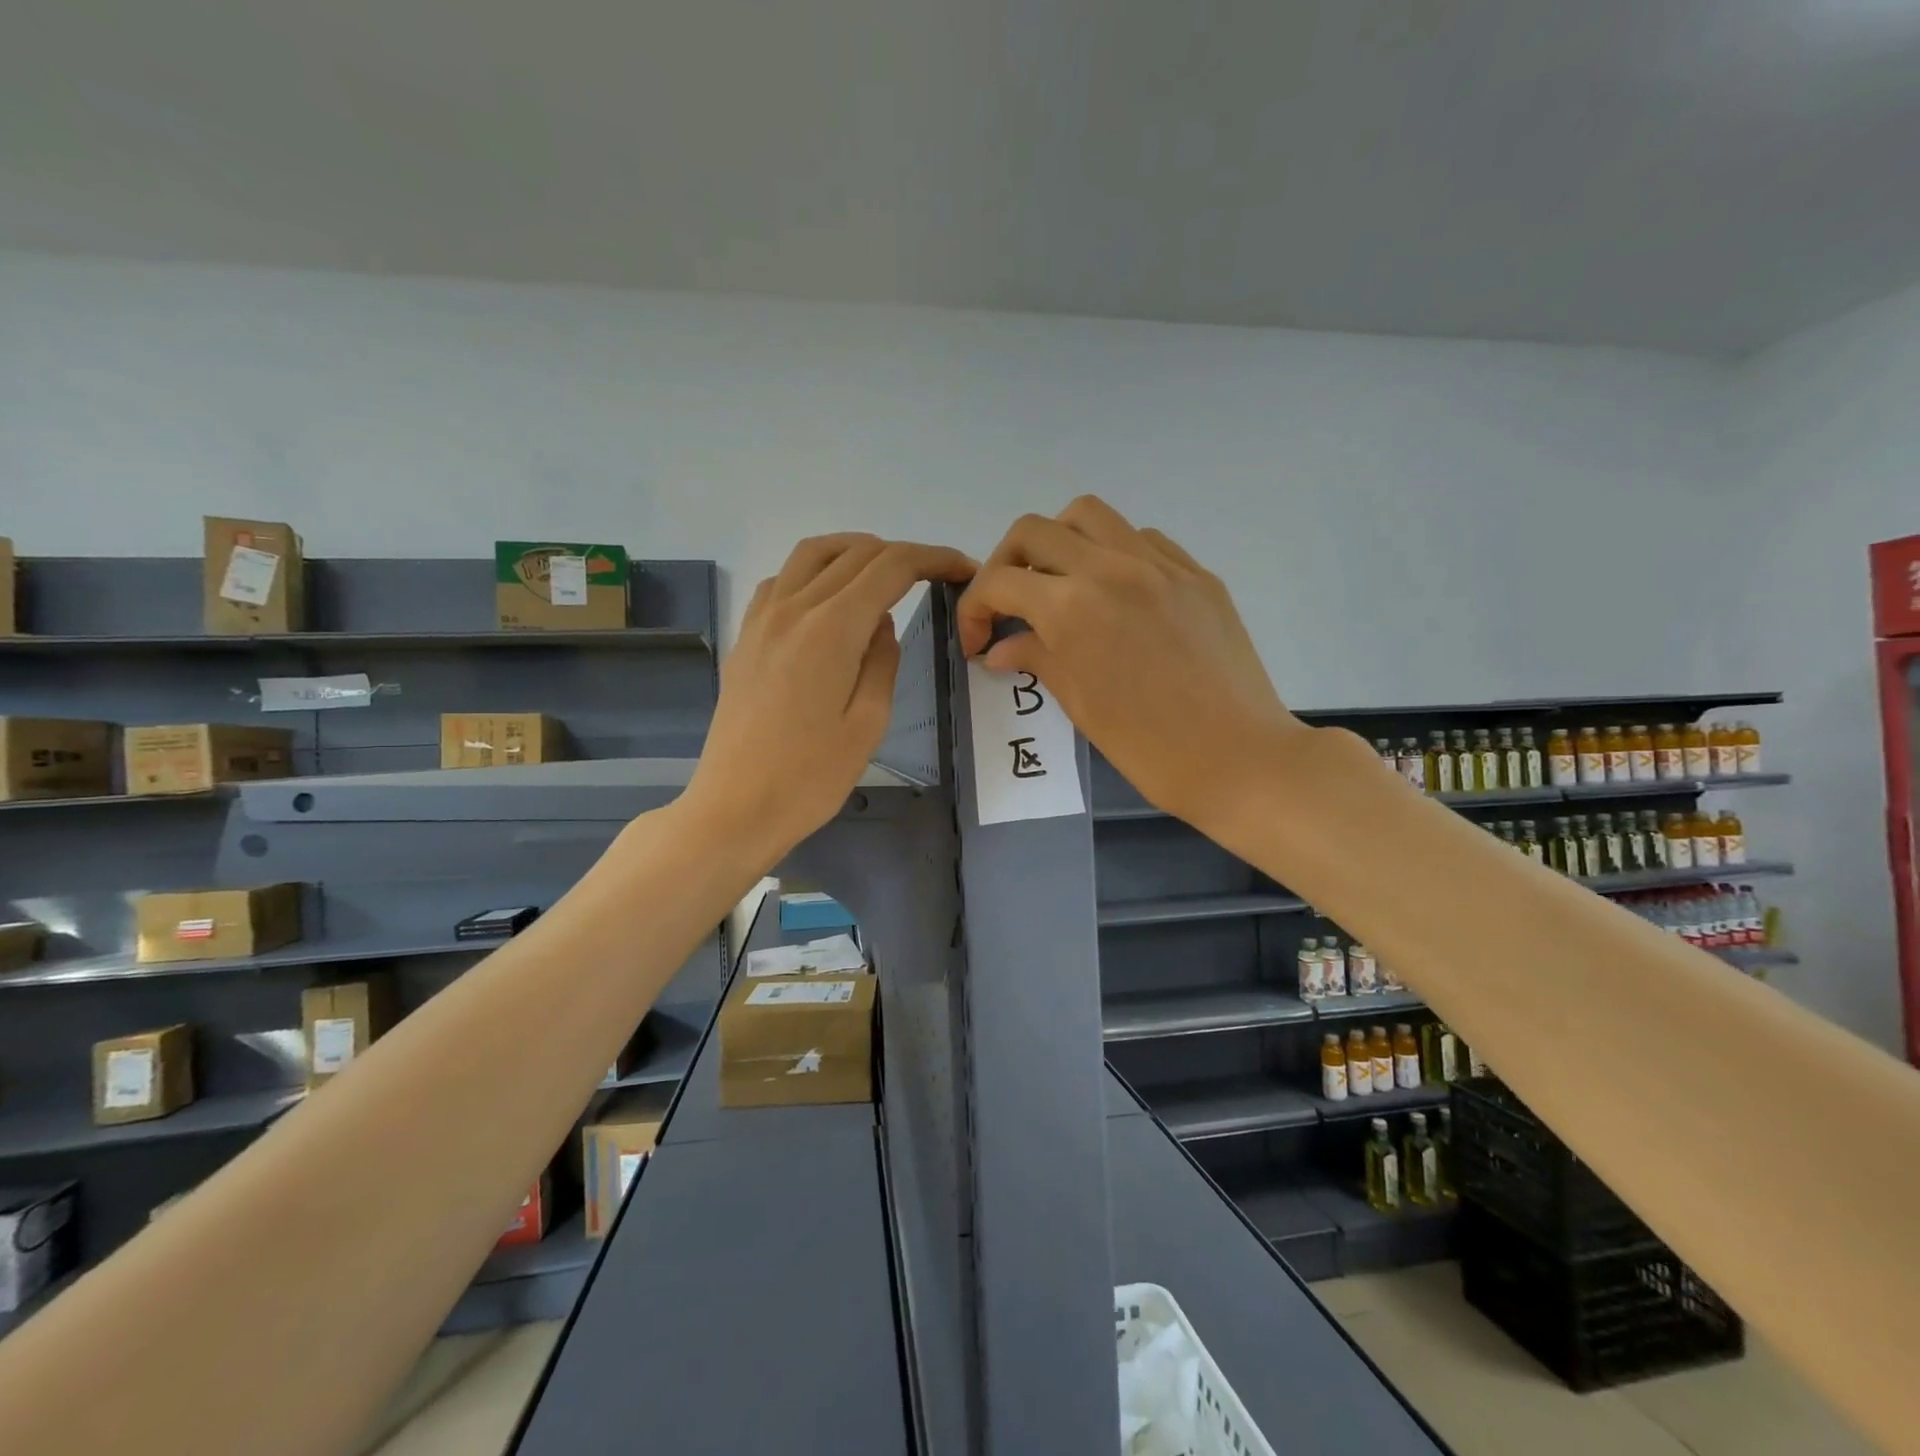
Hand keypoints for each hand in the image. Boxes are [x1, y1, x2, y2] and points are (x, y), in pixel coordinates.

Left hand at [686, 533, 976, 862]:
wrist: (735, 808)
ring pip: (813, 553)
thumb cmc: (810, 778)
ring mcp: (762, 619)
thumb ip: (882, 661)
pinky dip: (816, 572)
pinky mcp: (746, 636)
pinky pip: (782, 579)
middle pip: (855, 552)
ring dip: (856, 551)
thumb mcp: (869, 724)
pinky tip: (831, 601)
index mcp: (832, 629)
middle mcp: (793, 607)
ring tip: (885, 575)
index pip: (891, 566)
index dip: (934, 558)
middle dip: (903, 554)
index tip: (963, 569)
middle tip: (935, 576)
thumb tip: (881, 623)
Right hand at [956, 497, 1302, 830]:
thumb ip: (1036, 659)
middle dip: (1006, 564)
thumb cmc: (1149, 748)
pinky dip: (1112, 554)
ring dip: (1059, 542)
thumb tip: (1000, 647)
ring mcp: (1160, 564)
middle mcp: (1111, 567)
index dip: (974, 609)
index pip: (999, 582)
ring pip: (1089, 516)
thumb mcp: (1079, 705)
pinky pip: (1141, 539)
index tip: (977, 640)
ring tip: (1060, 585)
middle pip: (1034, 531)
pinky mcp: (1196, 574)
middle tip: (1010, 605)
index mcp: (1072, 607)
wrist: (1240, 759)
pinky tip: (1116, 594)